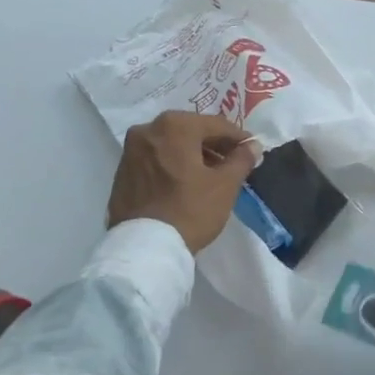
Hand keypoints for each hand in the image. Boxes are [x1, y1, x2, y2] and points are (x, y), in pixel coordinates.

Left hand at [107, 111, 261, 253]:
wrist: (144, 249)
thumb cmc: (190, 210)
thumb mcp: (225, 185)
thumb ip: (242, 159)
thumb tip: (253, 145)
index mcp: (175, 126)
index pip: (216, 125)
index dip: (238, 137)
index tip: (252, 149)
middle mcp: (148, 129)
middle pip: (191, 131)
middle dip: (214, 145)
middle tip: (233, 162)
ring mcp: (131, 151)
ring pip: (171, 144)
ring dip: (193, 154)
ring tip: (211, 175)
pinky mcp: (122, 172)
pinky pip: (156, 159)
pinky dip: (173, 164)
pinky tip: (186, 183)